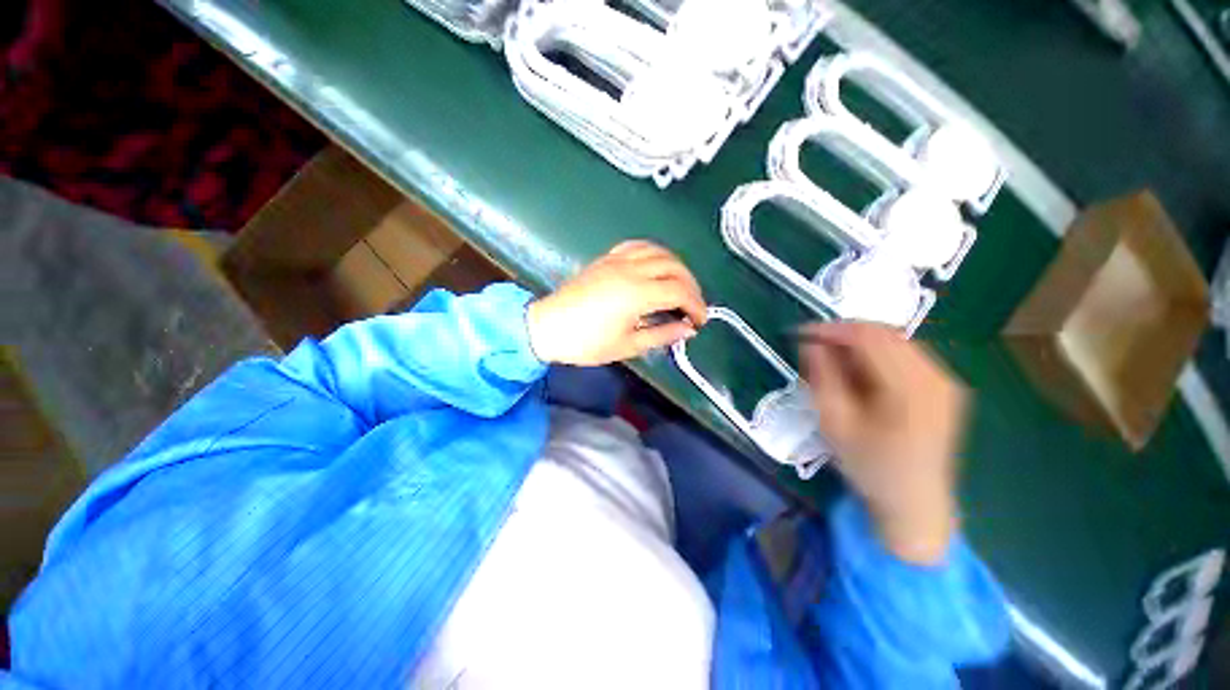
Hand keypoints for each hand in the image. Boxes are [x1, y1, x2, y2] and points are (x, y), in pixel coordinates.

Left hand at [527, 241, 707, 365]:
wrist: (548, 327)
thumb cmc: (587, 343)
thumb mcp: (628, 346)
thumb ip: (662, 335)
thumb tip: (688, 329)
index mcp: (636, 294)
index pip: (679, 291)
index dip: (696, 305)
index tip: (700, 321)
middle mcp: (630, 270)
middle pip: (674, 267)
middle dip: (691, 285)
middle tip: (693, 306)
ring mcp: (617, 260)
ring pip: (658, 252)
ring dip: (676, 266)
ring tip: (680, 285)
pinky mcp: (606, 258)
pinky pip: (637, 246)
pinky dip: (654, 253)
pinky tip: (656, 266)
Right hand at [799, 322, 966, 564]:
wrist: (915, 502)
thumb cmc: (870, 467)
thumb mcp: (834, 424)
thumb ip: (822, 378)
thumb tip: (812, 344)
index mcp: (910, 390)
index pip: (868, 338)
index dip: (832, 329)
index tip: (801, 334)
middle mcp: (936, 378)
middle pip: (885, 334)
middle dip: (844, 333)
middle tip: (814, 344)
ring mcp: (946, 381)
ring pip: (897, 341)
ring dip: (860, 342)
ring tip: (832, 356)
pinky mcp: (945, 387)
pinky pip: (907, 354)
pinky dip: (877, 353)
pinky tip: (860, 369)